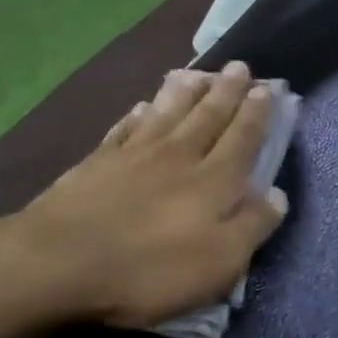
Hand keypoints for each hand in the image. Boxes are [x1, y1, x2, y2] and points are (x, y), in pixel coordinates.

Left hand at [0, 62, 288, 328]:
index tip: (267, 87)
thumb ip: (252, 226)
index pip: (242, 139)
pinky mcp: (97, 162)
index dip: (256, 114)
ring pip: (167, 113)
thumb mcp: (218, 263)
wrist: (59, 262)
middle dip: (227, 91)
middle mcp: (178, 157)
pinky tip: (141, 105)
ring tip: (198, 72)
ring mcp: (134, 155)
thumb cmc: (150, 270)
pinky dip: (137, 114)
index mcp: (213, 182)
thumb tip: (278, 194)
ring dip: (186, 91)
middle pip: (207, 116)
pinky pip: (124, 128)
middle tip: (239, 66)